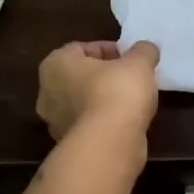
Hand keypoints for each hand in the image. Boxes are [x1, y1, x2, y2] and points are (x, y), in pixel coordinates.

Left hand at [36, 40, 160, 142]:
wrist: (110, 144)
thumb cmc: (117, 92)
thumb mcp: (139, 62)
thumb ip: (143, 51)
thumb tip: (146, 49)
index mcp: (55, 64)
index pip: (81, 48)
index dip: (109, 50)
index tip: (130, 58)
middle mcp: (47, 92)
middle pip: (79, 76)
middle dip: (104, 76)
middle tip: (131, 78)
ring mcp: (55, 122)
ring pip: (83, 102)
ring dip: (103, 100)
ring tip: (132, 101)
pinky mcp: (69, 144)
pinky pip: (89, 124)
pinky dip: (104, 121)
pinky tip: (126, 122)